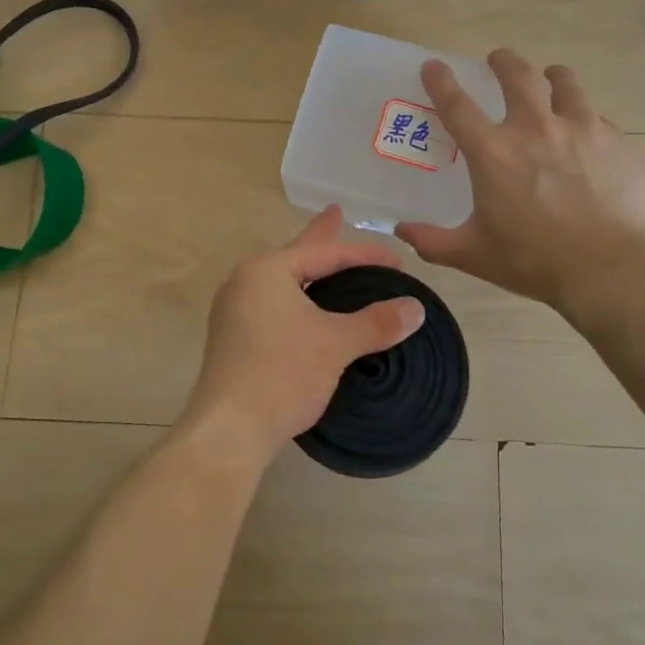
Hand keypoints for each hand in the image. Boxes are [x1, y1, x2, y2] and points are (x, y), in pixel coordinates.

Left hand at [181, 207, 425, 471]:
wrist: (229, 430)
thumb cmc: (281, 374)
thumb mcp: (335, 344)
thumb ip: (376, 322)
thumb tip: (416, 309)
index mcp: (266, 271)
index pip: (324, 253)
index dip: (364, 255)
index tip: (398, 262)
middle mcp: (244, 282)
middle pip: (296, 255)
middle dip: (321, 238)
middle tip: (336, 213)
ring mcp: (234, 311)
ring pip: (284, 282)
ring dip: (309, 272)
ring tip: (326, 262)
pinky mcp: (234, 339)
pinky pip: (274, 304)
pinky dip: (298, 298)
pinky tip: (307, 308)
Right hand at [396, 49, 644, 315]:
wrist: (612, 270)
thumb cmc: (535, 261)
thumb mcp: (474, 254)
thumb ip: (433, 241)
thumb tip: (401, 231)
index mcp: (494, 153)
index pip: (457, 105)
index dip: (440, 81)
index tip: (433, 66)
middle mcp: (536, 128)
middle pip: (517, 76)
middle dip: (503, 61)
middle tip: (498, 60)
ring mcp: (583, 130)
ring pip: (566, 84)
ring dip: (553, 77)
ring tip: (552, 79)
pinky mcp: (619, 143)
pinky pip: (600, 119)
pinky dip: (588, 120)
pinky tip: (589, 136)